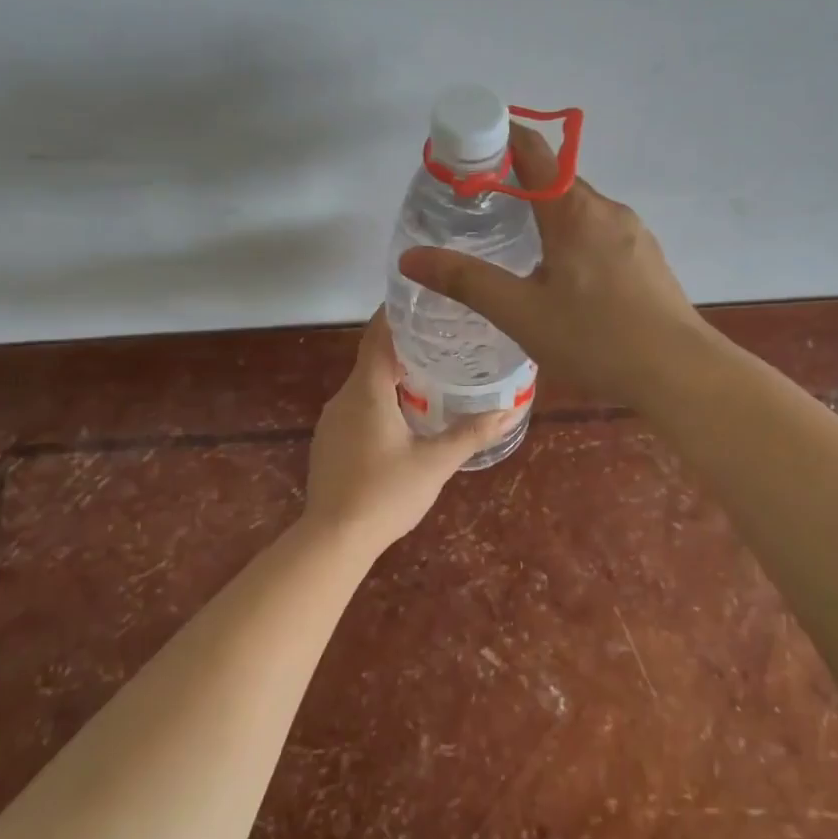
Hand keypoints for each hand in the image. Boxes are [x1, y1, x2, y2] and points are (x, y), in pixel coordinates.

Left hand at [303, 310, 515, 551]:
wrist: (333, 539)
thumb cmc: (386, 493)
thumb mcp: (436, 463)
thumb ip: (471, 434)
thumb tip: (509, 411)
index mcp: (367, 391)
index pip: (378, 336)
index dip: (396, 313)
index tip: (421, 300)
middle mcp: (344, 398)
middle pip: (372, 359)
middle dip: (404, 347)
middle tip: (442, 341)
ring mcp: (331, 421)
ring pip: (364, 387)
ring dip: (392, 378)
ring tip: (429, 377)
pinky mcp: (328, 443)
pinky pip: (356, 408)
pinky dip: (379, 402)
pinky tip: (402, 419)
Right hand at [397, 125, 705, 410]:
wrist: (679, 372)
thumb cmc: (595, 339)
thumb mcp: (520, 313)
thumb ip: (465, 282)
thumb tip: (409, 257)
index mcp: (573, 210)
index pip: (533, 149)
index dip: (498, 137)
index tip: (466, 149)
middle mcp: (607, 209)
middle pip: (555, 179)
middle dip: (516, 183)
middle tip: (477, 209)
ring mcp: (633, 234)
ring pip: (580, 209)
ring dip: (545, 214)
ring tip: (514, 246)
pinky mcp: (647, 259)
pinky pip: (600, 233)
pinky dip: (572, 238)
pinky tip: (563, 279)